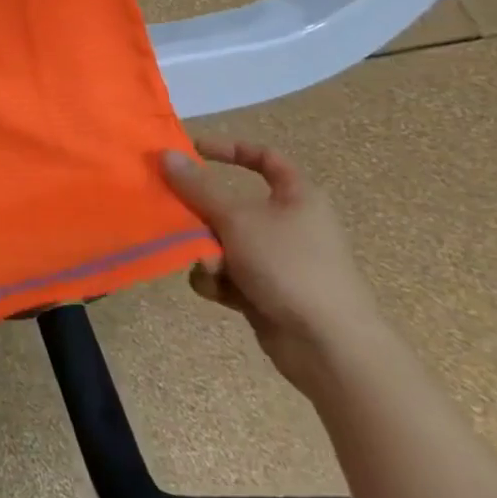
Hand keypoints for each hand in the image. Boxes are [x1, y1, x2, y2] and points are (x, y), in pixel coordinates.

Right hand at [161, 142, 386, 396]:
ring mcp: (276, 260)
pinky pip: (227, 273)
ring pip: (222, 240)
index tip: (193, 151)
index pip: (265, 158)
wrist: (330, 348)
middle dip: (201, 215)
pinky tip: (219, 292)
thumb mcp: (237, 219)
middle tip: (177, 216)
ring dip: (206, 253)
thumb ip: (197, 187)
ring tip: (210, 269)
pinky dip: (218, 280)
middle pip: (230, 204)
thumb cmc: (289, 266)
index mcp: (297, 197)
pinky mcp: (265, 291)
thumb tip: (166, 154)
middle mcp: (288, 224)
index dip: (230, 149)